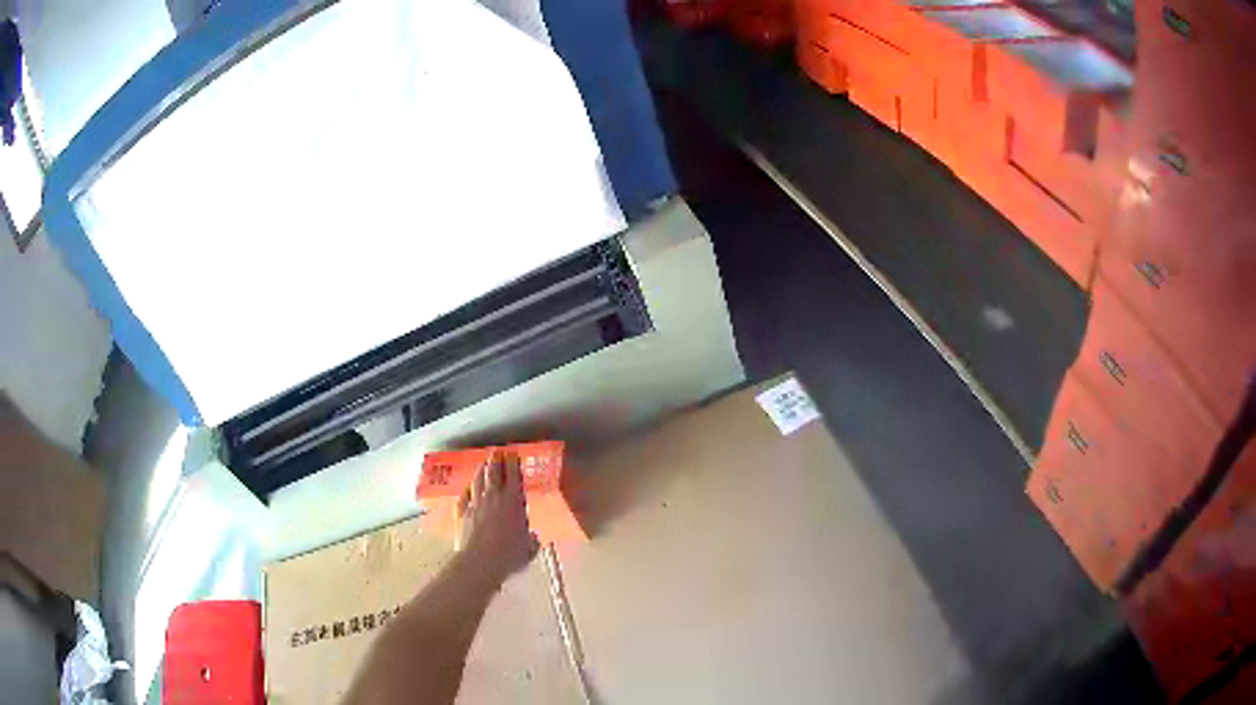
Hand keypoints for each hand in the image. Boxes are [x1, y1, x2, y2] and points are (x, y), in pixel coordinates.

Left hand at [455, 451, 539, 584]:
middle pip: (494, 474)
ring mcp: (476, 504)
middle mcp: (494, 498)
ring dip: (481, 471)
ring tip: (483, 464)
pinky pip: (465, 496)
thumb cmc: (510, 554)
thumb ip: (531, 542)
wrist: (481, 560)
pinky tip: (467, 486)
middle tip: (496, 451)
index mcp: (514, 502)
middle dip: (496, 461)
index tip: (512, 453)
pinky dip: (468, 489)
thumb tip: (533, 538)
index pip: (514, 477)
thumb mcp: (528, 550)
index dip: (513, 464)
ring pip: (478, 481)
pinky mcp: (463, 512)